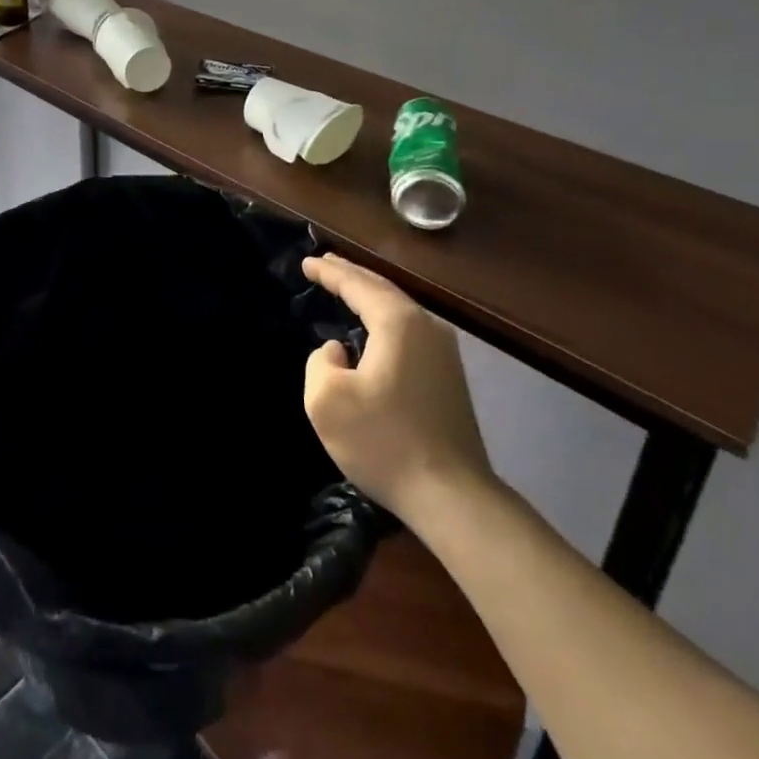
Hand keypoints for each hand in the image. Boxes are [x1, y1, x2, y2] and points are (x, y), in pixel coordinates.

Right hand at [302, 253, 495, 519]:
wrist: (453, 496)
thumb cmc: (384, 443)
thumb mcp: (327, 401)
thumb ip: (321, 362)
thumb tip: (338, 352)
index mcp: (398, 323)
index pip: (357, 284)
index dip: (328, 272)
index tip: (305, 262)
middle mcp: (426, 326)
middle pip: (382, 288)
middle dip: (351, 275)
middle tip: (324, 264)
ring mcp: (444, 351)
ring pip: (399, 308)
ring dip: (369, 295)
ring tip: (345, 288)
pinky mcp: (449, 375)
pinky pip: (409, 329)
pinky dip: (384, 319)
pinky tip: (373, 328)